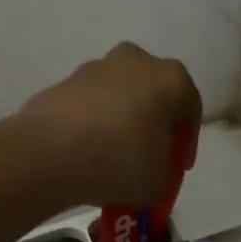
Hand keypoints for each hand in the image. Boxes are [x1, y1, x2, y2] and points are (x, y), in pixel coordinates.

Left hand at [19, 43, 201, 209]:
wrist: (50, 152)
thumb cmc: (120, 161)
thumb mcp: (159, 181)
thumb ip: (162, 170)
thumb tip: (148, 167)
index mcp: (171, 78)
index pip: (190, 109)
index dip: (186, 142)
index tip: (177, 167)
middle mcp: (135, 60)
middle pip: (152, 93)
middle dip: (152, 123)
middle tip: (147, 156)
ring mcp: (95, 67)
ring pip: (118, 96)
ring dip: (119, 121)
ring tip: (111, 157)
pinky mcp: (63, 81)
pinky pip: (88, 104)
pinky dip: (90, 123)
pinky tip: (85, 151)